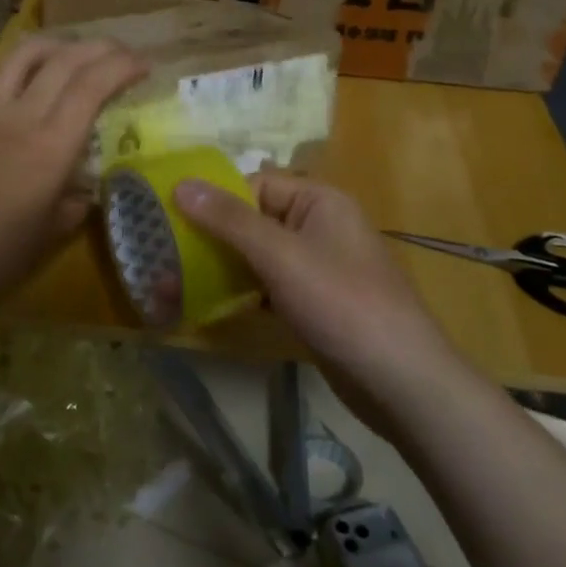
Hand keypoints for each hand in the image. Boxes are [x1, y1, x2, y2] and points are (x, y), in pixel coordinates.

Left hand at [0, 37, 145, 316]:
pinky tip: (28, 80)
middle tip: (122, 55)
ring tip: (78, 54)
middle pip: (65, 59)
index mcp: (50, 147)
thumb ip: (79, 198)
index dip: (123, 66)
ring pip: (25, 54)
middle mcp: (19, 116)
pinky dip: (21, 66)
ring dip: (60, 45)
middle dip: (101, 48)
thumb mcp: (53, 233)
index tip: (145, 66)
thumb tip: (90, 181)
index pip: (92, 85)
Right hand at [174, 173, 461, 422]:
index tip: (170, 219)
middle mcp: (319, 226)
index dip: (214, 199)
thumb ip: (230, 220)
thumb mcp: (281, 256)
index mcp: (319, 201)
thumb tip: (181, 184)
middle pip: (253, 219)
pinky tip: (208, 306)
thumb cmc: (341, 304)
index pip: (254, 184)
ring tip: (174, 283)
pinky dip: (240, 292)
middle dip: (211, 237)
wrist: (400, 382)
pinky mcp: (313, 302)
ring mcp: (317, 266)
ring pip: (257, 255)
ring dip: (221, 267)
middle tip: (165, 256)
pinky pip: (268, 285)